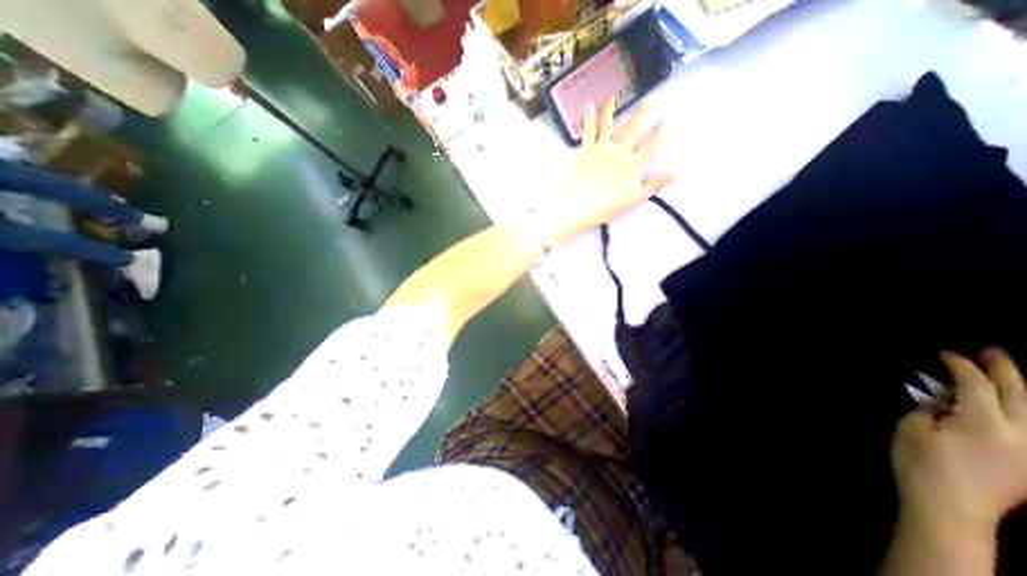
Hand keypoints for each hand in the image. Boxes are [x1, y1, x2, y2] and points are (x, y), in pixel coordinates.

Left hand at [539, 96, 674, 245]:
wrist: (580, 206)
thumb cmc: (608, 206)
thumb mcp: (635, 199)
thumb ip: (655, 184)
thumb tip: (677, 173)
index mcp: (633, 164)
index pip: (651, 144)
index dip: (660, 132)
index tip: (667, 120)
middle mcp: (619, 151)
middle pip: (633, 128)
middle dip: (643, 112)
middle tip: (651, 99)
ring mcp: (601, 149)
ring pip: (609, 124)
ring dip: (612, 109)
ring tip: (614, 96)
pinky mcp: (585, 151)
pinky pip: (588, 131)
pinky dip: (589, 118)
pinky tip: (589, 106)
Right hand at [891, 346, 1026, 530]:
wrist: (950, 508)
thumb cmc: (921, 462)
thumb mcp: (912, 428)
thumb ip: (930, 409)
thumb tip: (943, 399)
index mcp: (983, 422)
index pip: (976, 384)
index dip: (960, 366)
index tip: (946, 354)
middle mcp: (1020, 434)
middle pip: (1019, 395)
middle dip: (1004, 371)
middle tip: (993, 352)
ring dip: (1018, 391)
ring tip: (1003, 375)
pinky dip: (1019, 410)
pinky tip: (1006, 406)